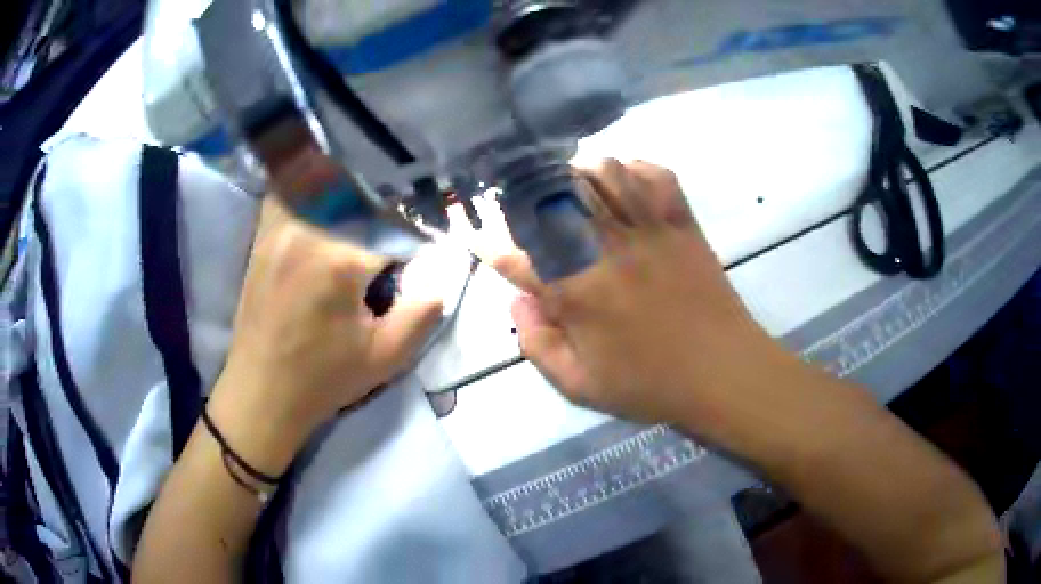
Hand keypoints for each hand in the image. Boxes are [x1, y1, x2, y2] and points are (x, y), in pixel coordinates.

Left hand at [209, 199, 442, 471]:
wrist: (262, 394)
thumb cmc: (323, 380)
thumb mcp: (386, 357)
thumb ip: (424, 312)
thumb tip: (440, 274)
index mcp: (339, 260)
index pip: (391, 227)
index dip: (410, 241)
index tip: (413, 260)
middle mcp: (307, 230)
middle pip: (358, 196)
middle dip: (381, 213)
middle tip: (386, 242)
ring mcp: (279, 229)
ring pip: (320, 181)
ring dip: (345, 190)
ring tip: (356, 216)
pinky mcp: (262, 237)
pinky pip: (285, 191)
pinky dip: (304, 187)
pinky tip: (318, 204)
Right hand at [494, 160, 792, 431]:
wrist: (722, 373)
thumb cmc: (650, 386)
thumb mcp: (580, 387)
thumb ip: (537, 345)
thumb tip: (517, 303)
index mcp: (575, 291)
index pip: (515, 255)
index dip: (489, 244)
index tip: (478, 237)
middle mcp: (605, 248)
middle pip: (555, 195)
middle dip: (528, 195)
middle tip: (524, 206)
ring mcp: (647, 229)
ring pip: (603, 173)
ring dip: (579, 175)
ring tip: (573, 190)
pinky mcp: (681, 223)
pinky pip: (656, 176)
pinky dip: (636, 169)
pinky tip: (626, 183)